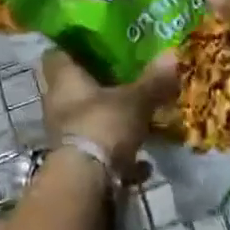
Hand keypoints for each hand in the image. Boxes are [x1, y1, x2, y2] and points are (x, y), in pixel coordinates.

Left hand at [38, 49, 178, 175]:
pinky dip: (119, 157)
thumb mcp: (135, 101)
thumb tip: (173, 54)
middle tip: (124, 77)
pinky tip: (143, 163)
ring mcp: (63, 135)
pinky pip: (98, 153)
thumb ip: (153, 81)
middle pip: (73, 87)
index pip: (57, 53)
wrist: (85, 186)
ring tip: (138, 119)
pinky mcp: (74, 164)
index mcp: (63, 79)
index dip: (73, 46)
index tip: (95, 43)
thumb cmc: (102, 126)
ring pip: (86, 120)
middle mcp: (57, 104)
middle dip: (97, 85)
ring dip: (109, 121)